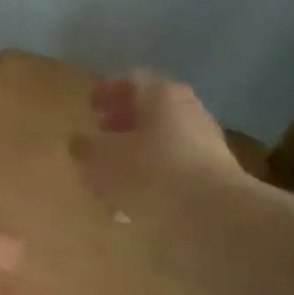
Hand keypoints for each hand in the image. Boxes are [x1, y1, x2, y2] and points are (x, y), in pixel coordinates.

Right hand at [70, 70, 250, 241]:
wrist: (213, 214)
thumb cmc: (149, 173)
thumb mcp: (100, 159)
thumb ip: (85, 147)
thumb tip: (80, 142)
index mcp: (160, 94)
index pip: (130, 80)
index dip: (106, 92)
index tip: (89, 108)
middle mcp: (187, 110)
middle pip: (149, 110)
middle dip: (122, 124)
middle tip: (99, 138)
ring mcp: (204, 142)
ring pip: (161, 140)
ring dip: (136, 153)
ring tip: (111, 175)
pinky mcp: (212, 174)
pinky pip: (174, 168)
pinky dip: (152, 176)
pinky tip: (134, 199)